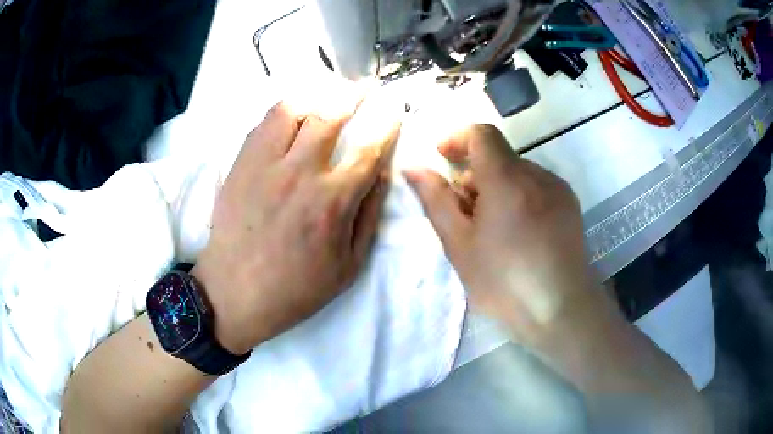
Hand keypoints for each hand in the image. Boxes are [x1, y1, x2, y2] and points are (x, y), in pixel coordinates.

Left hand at [193, 102, 398, 354]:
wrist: (235, 292)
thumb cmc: (296, 288)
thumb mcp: (349, 266)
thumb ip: (370, 215)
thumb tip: (381, 173)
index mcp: (333, 201)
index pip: (368, 148)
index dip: (386, 123)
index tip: (392, 110)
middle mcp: (301, 173)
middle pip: (332, 114)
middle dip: (354, 94)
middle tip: (364, 87)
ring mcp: (266, 164)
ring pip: (294, 108)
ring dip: (317, 95)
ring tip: (327, 93)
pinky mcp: (241, 163)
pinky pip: (264, 122)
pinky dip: (284, 109)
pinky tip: (294, 112)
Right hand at [405, 124, 602, 346]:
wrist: (561, 309)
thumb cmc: (504, 283)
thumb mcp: (459, 245)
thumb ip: (436, 200)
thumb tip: (414, 168)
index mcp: (507, 180)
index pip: (482, 134)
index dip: (458, 138)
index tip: (444, 158)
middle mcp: (537, 175)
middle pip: (499, 156)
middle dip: (475, 174)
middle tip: (465, 213)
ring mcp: (558, 188)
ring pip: (518, 172)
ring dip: (498, 187)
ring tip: (493, 230)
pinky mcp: (570, 203)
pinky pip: (537, 186)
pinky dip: (519, 196)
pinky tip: (519, 233)